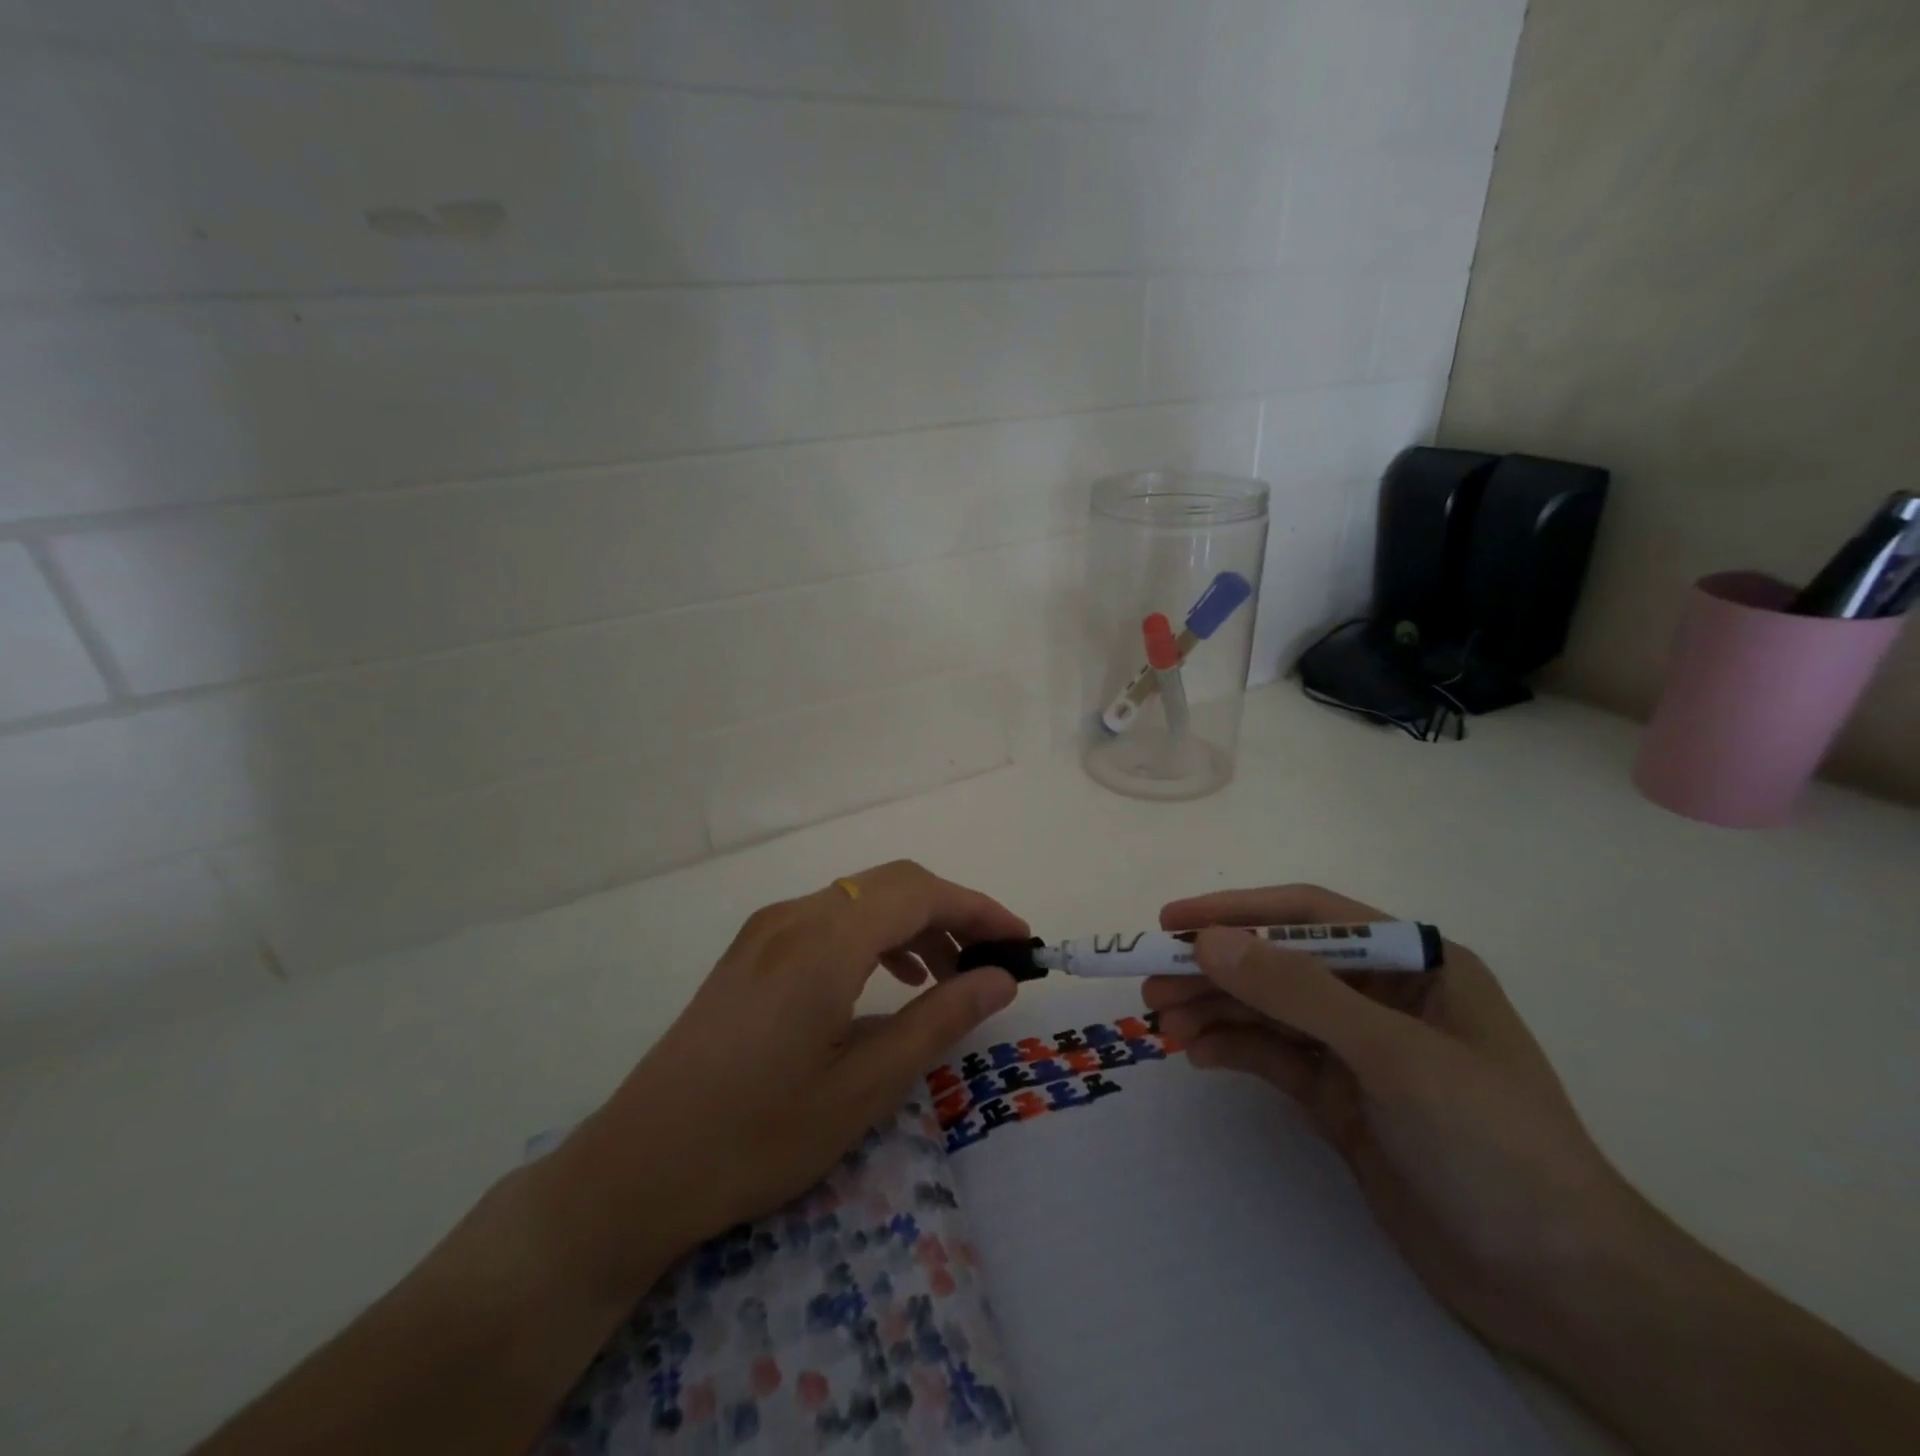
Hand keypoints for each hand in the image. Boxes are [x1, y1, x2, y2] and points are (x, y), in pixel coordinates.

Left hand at [547, 861, 1023, 1299]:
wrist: (637, 1169)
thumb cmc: (759, 1136)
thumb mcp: (864, 1087)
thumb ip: (940, 1020)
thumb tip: (1000, 978)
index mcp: (824, 941)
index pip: (922, 893)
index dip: (980, 908)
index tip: (1022, 941)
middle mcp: (794, 915)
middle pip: (893, 884)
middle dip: (951, 912)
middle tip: (990, 963)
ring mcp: (766, 928)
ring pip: (861, 897)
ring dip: (913, 923)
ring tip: (944, 978)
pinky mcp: (751, 949)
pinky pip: (830, 917)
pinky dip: (874, 934)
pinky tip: (887, 981)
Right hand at [1146, 884, 1638, 1363]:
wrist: (1563, 1289)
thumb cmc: (1493, 1145)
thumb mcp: (1393, 1055)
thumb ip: (1299, 992)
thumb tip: (1211, 941)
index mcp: (1415, 963)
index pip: (1310, 916)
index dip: (1238, 912)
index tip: (1173, 923)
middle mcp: (1384, 996)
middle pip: (1281, 965)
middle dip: (1216, 971)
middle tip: (1152, 983)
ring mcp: (1361, 1051)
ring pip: (1270, 1012)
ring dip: (1215, 1011)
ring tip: (1161, 1021)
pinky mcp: (1343, 1100)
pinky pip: (1276, 1059)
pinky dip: (1234, 1050)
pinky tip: (1197, 1054)